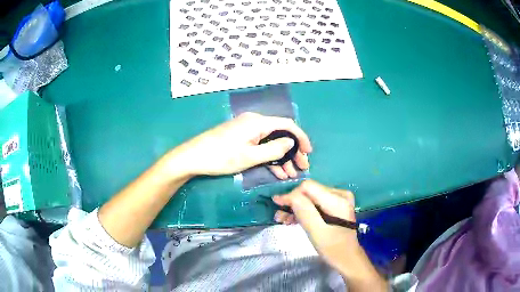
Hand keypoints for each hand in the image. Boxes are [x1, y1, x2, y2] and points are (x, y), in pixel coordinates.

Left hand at [173, 112, 312, 176]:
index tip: (308, 153)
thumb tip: (291, 142)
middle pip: (280, 133)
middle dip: (292, 151)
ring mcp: (247, 130)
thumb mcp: (250, 156)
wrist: (193, 157)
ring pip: (271, 141)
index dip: (301, 137)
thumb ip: (274, 149)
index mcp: (258, 122)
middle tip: (301, 168)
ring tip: (290, 174)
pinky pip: (261, 145)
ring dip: (282, 157)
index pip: (287, 125)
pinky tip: (278, 171)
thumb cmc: (221, 157)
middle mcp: (254, 122)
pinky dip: (270, 157)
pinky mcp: (241, 138)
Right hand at [272, 180, 357, 268]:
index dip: (291, 195)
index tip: (278, 206)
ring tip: (284, 220)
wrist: (347, 257)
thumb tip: (286, 195)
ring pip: (310, 197)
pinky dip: (304, 210)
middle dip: (293, 203)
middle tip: (279, 217)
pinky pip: (316, 202)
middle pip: (309, 191)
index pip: (308, 187)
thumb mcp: (316, 231)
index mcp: (338, 200)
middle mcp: (340, 194)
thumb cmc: (333, 248)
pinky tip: (294, 219)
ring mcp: (339, 199)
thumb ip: (304, 211)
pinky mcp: (336, 205)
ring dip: (296, 208)